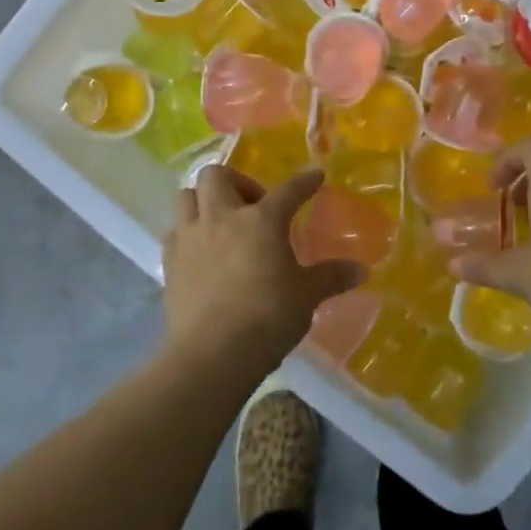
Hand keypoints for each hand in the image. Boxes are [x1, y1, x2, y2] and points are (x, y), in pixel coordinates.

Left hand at [162, 166, 362, 380]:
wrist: (213, 353)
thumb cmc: (268, 317)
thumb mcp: (307, 296)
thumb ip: (331, 277)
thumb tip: (361, 270)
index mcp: (262, 220)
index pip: (288, 191)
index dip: (304, 182)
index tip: (315, 175)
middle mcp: (222, 218)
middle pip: (216, 176)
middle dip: (236, 181)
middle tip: (253, 205)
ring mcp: (190, 238)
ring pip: (186, 196)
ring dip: (203, 200)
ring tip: (221, 222)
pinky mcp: (169, 262)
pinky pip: (174, 231)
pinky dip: (187, 232)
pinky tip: (201, 250)